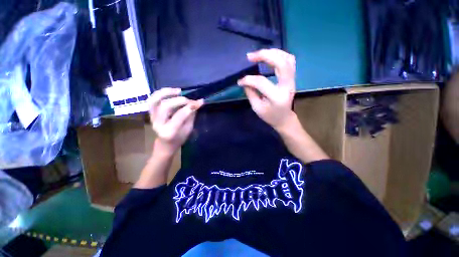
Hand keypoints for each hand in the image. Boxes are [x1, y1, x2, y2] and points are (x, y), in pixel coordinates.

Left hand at [148, 88, 203, 155]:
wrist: (165, 144)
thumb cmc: (179, 139)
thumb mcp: (189, 129)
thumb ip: (191, 115)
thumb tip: (197, 102)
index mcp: (169, 132)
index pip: (179, 116)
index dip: (190, 107)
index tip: (199, 102)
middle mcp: (158, 124)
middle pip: (165, 106)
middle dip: (180, 100)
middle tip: (189, 100)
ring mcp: (152, 118)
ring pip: (154, 101)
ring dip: (166, 93)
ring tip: (178, 90)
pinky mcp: (150, 114)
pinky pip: (152, 100)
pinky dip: (161, 93)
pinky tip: (171, 91)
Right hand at [237, 48, 295, 129]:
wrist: (284, 118)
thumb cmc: (270, 116)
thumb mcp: (257, 108)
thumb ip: (250, 93)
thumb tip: (244, 81)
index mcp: (277, 97)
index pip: (261, 82)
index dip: (249, 80)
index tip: (240, 81)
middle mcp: (287, 86)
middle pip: (280, 63)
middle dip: (264, 55)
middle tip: (250, 56)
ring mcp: (292, 81)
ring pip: (287, 59)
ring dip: (272, 52)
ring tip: (259, 54)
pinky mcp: (292, 78)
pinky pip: (289, 61)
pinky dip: (279, 55)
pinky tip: (269, 56)